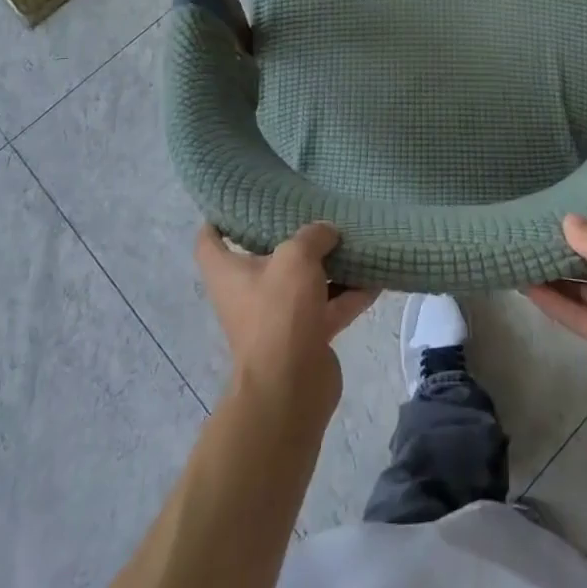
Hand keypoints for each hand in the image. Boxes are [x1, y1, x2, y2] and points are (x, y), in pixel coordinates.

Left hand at [195, 222, 378, 417]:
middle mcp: (248, 293)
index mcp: (228, 272)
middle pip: (264, 257)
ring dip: (327, 265)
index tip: (239, 199)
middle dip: (289, 237)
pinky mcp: (305, 337)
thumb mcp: (296, 257)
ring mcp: (278, 318)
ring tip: (353, 239)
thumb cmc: (279, 312)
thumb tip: (327, 232)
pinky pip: (329, 307)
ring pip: (303, 282)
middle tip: (312, 211)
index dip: (219, 217)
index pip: (210, 240)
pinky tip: (376, 277)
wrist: (291, 388)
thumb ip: (313, 236)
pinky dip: (350, 294)